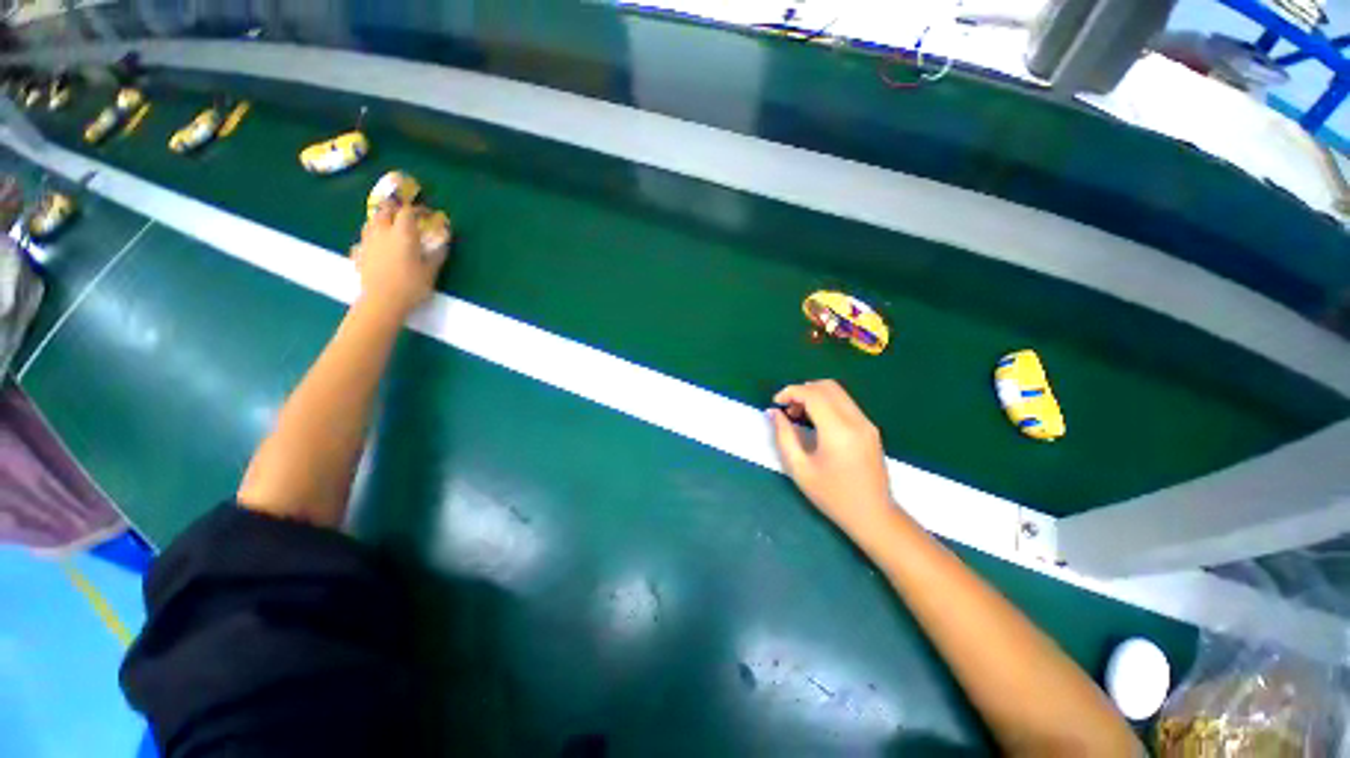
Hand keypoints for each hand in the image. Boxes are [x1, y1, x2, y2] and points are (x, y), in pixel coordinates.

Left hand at [352, 202, 449, 315]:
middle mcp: (382, 232)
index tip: (427, 214)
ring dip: (380, 221)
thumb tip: (444, 243)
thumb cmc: (410, 286)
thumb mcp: (431, 272)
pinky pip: (363, 240)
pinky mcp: (359, 254)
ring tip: (389, 228)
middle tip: (405, 216)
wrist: (382, 302)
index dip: (418, 210)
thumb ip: (437, 254)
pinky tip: (375, 248)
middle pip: (384, 211)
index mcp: (402, 233)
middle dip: (395, 210)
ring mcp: (367, 242)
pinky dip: (370, 239)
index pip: (408, 212)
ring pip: (371, 222)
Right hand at [769, 380, 894, 535]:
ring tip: (798, 415)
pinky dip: (826, 403)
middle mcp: (856, 420)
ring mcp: (866, 423)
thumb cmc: (832, 496)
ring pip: (837, 392)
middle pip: (826, 386)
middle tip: (786, 409)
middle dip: (801, 390)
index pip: (813, 394)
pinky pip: (845, 403)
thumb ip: (784, 436)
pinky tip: (815, 421)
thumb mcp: (800, 469)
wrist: (873, 515)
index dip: (790, 392)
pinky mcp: (870, 428)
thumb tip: (774, 413)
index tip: (775, 403)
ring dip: (814, 395)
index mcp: (838, 431)